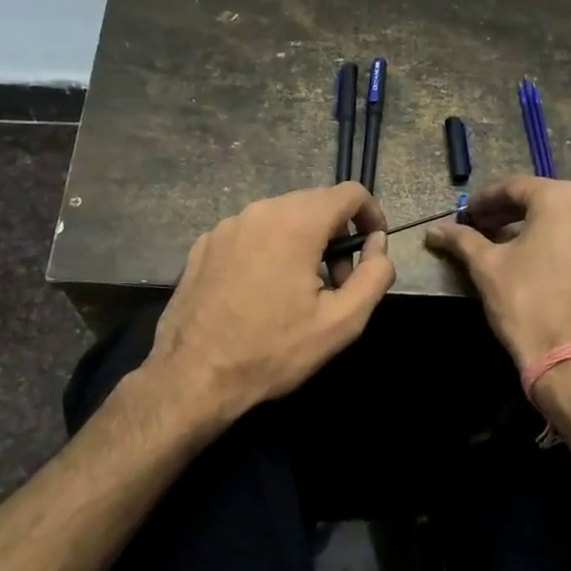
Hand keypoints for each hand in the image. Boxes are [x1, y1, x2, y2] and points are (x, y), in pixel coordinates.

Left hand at [147, 183, 394, 432]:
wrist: (192, 377)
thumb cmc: (272, 351)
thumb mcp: (341, 322)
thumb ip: (374, 276)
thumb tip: (378, 245)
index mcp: (295, 223)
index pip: (349, 193)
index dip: (371, 215)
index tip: (372, 249)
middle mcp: (259, 211)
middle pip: (314, 203)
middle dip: (336, 236)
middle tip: (336, 284)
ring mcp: (226, 226)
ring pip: (281, 218)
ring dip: (302, 243)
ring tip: (298, 293)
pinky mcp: (203, 245)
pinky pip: (250, 234)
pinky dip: (268, 251)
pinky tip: (260, 294)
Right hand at [424, 176, 570, 369]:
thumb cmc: (527, 303)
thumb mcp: (487, 267)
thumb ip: (462, 240)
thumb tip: (434, 230)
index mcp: (563, 198)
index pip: (515, 187)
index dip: (485, 200)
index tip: (466, 215)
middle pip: (543, 200)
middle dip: (510, 212)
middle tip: (481, 228)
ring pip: (566, 218)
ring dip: (535, 226)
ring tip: (506, 244)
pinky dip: (560, 241)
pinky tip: (537, 258)